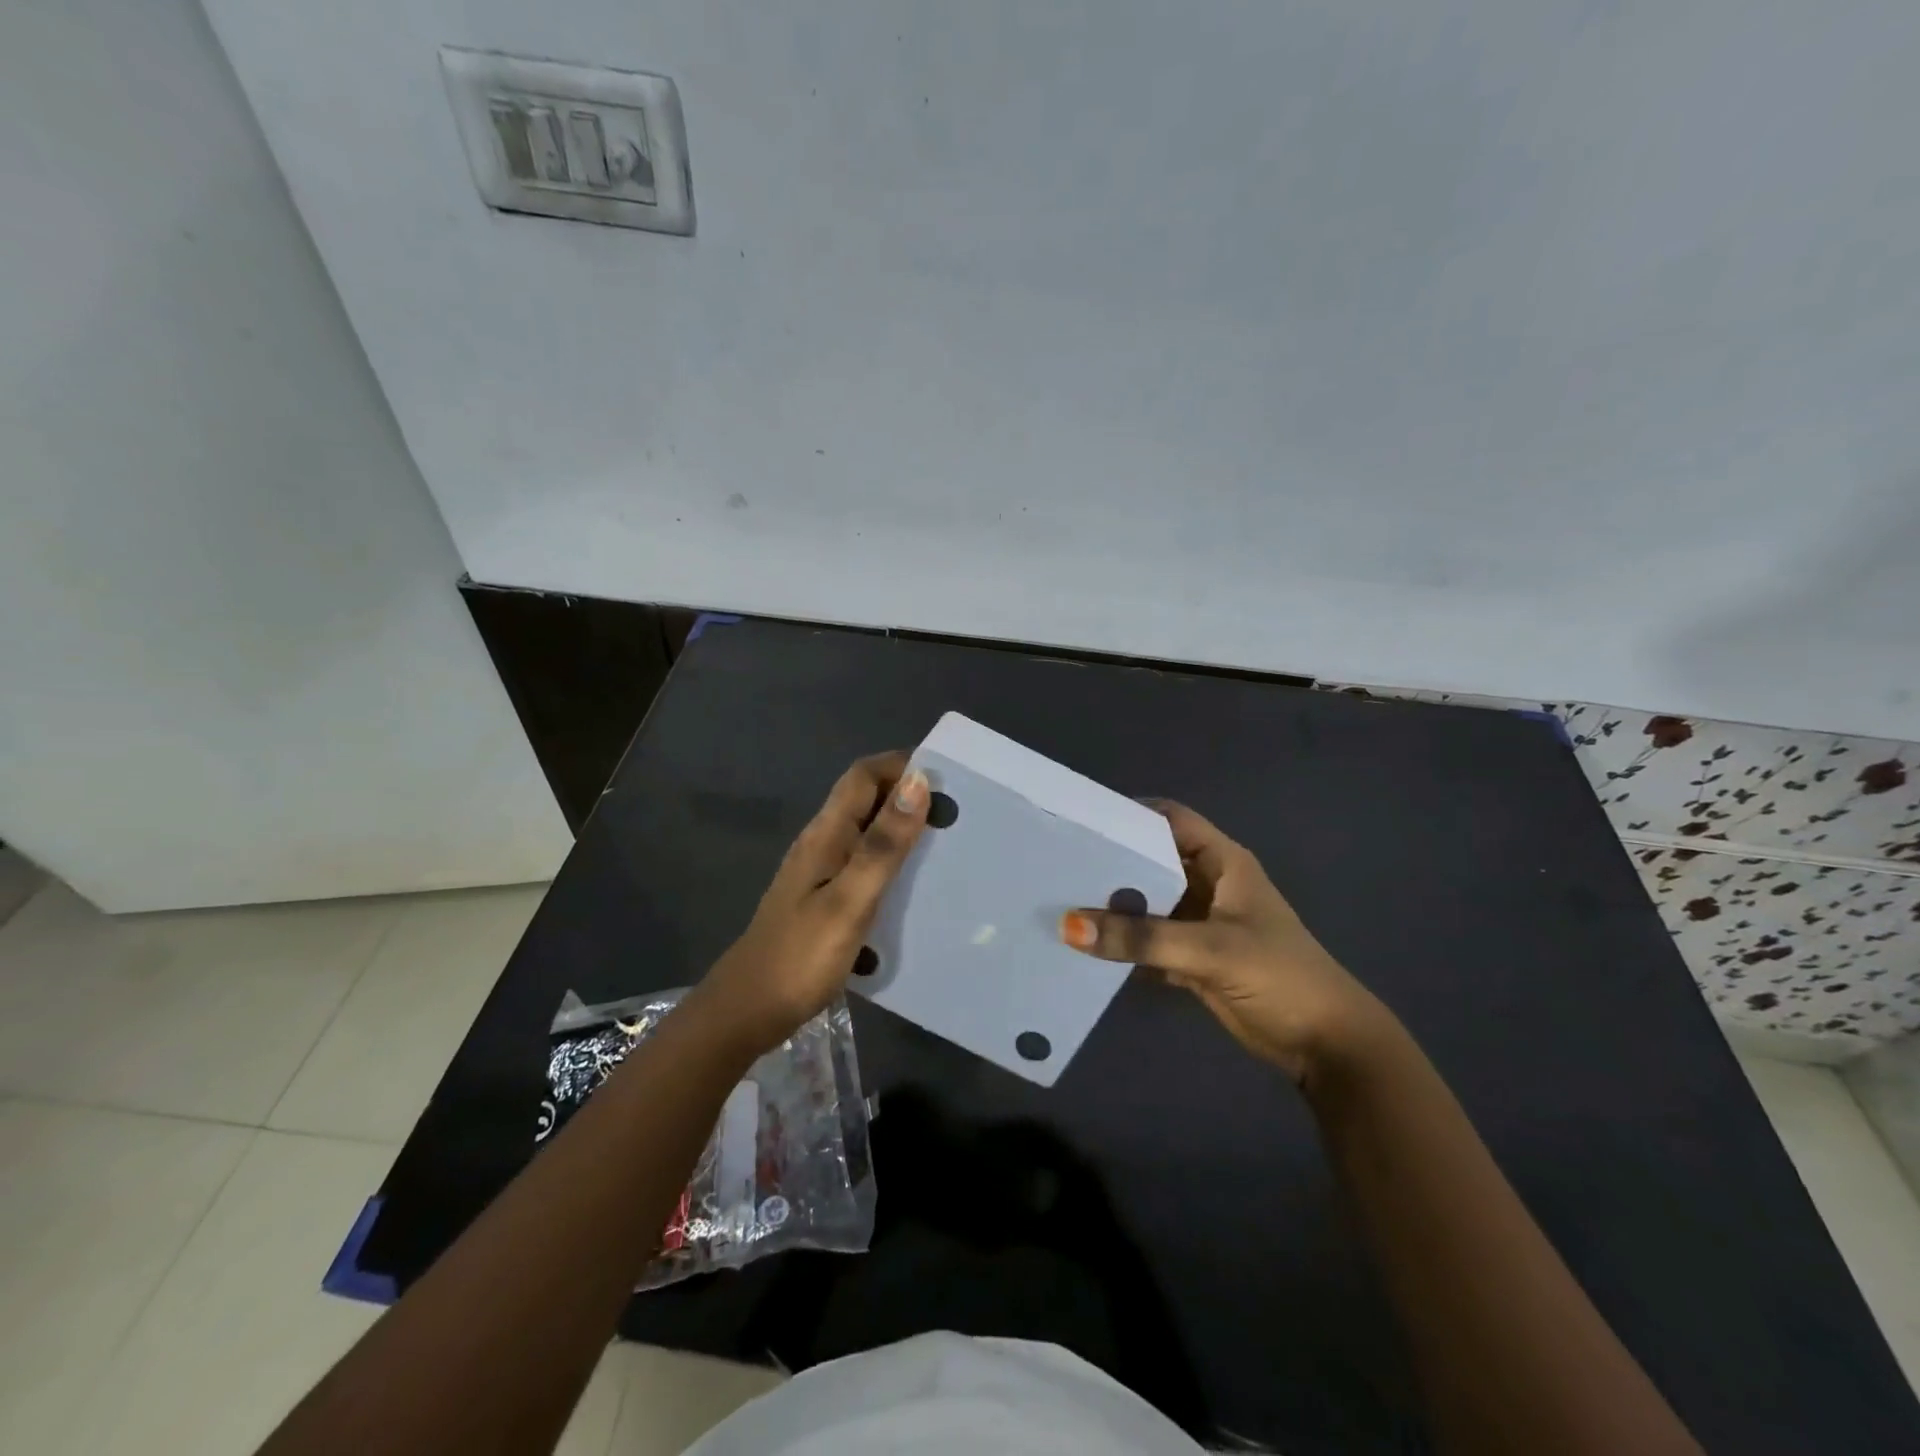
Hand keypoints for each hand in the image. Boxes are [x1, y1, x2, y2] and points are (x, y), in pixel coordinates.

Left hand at [696, 752, 930, 1053]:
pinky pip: (862, 861)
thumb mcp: (850, 900)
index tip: (947, 778)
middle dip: (908, 795)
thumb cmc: (801, 956)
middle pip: (865, 798)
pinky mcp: (822, 897)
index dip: (902, 765)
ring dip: (902, 828)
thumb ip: (883, 844)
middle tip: (956, 814)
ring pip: (865, 830)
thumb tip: (917, 782)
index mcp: (826, 834)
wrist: (748, 1010)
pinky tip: (912, 885)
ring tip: (945, 845)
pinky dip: (890, 860)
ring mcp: (819, 871)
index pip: (863, 775)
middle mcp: (821, 843)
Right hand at [1058, 801, 1388, 1083]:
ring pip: (1147, 903)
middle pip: (1151, 861)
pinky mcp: (1192, 958)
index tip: (1082, 821)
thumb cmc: (1280, 976)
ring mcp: (1199, 922)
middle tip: (1058, 865)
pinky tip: (1085, 947)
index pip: (1170, 820)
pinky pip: (1148, 941)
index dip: (1130, 814)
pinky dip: (1123, 944)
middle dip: (1111, 863)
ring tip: (1059, 902)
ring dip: (1112, 907)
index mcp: (1223, 863)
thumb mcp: (1211, 949)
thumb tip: (1069, 926)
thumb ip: (1142, 938)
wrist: (1326, 1044)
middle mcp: (1207, 885)